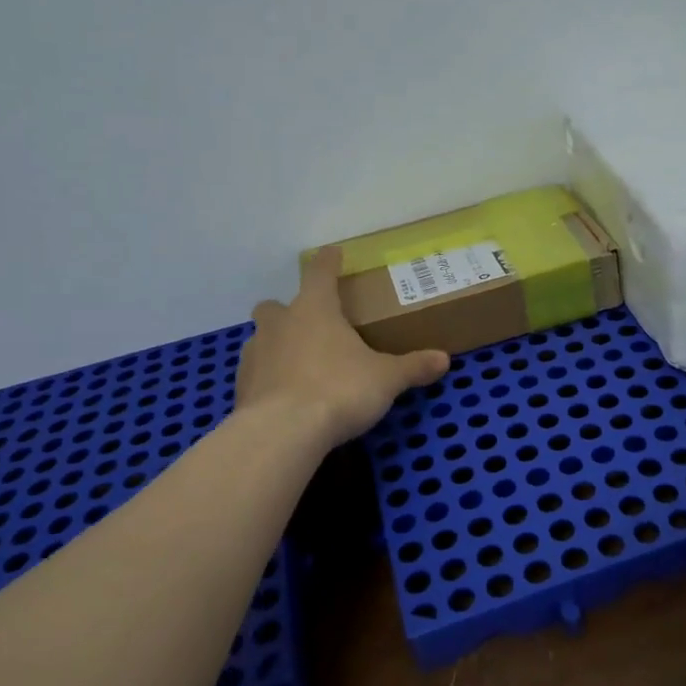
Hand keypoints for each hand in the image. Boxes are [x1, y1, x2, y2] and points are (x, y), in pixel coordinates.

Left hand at [237, 247, 451, 446]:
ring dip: (277, 347)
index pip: (320, 272)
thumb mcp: (386, 379)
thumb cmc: (339, 389)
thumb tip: (444, 359)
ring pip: (261, 340)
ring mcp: (255, 355)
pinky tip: (286, 399)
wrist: (283, 433)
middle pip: (275, 306)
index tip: (332, 252)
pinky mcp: (241, 388)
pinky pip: (256, 375)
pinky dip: (269, 381)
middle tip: (311, 328)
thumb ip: (412, 366)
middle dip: (289, 312)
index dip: (328, 261)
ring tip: (301, 368)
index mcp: (315, 309)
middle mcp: (279, 324)